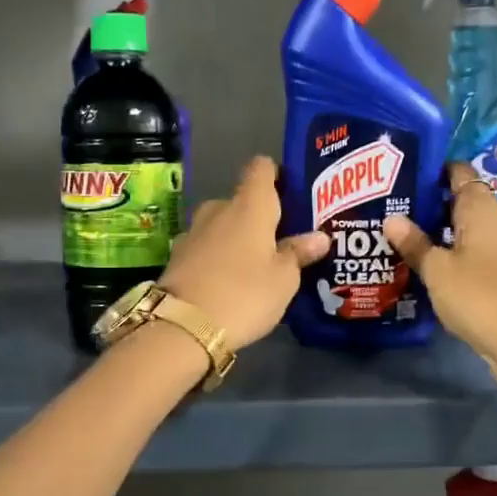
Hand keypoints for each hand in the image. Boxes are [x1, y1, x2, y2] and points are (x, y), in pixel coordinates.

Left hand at [161, 156, 329, 352]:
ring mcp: (192, 232)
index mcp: (249, 205)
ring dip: (236, 239)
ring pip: (221, 226)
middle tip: (280, 241)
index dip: (276, 174)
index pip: (261, 168)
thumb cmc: (244, 294)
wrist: (182, 327)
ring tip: (256, 264)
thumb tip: (319, 236)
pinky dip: (217, 258)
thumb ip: (299, 253)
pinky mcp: (177, 257)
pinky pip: (205, 248)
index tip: (290, 193)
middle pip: (241, 201)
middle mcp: (218, 209)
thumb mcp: (283, 279)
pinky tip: (229, 281)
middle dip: (258, 217)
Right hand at [384, 165, 496, 388]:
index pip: (459, 173)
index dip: (433, 171)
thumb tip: (392, 218)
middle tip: (392, 213)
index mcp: (482, 210)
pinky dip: (456, 258)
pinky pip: (477, 256)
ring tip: (404, 243)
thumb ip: (415, 244)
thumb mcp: (438, 271)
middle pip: (463, 203)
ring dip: (441, 236)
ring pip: (469, 232)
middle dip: (430, 207)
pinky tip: (431, 273)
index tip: (402, 177)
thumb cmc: (481, 298)